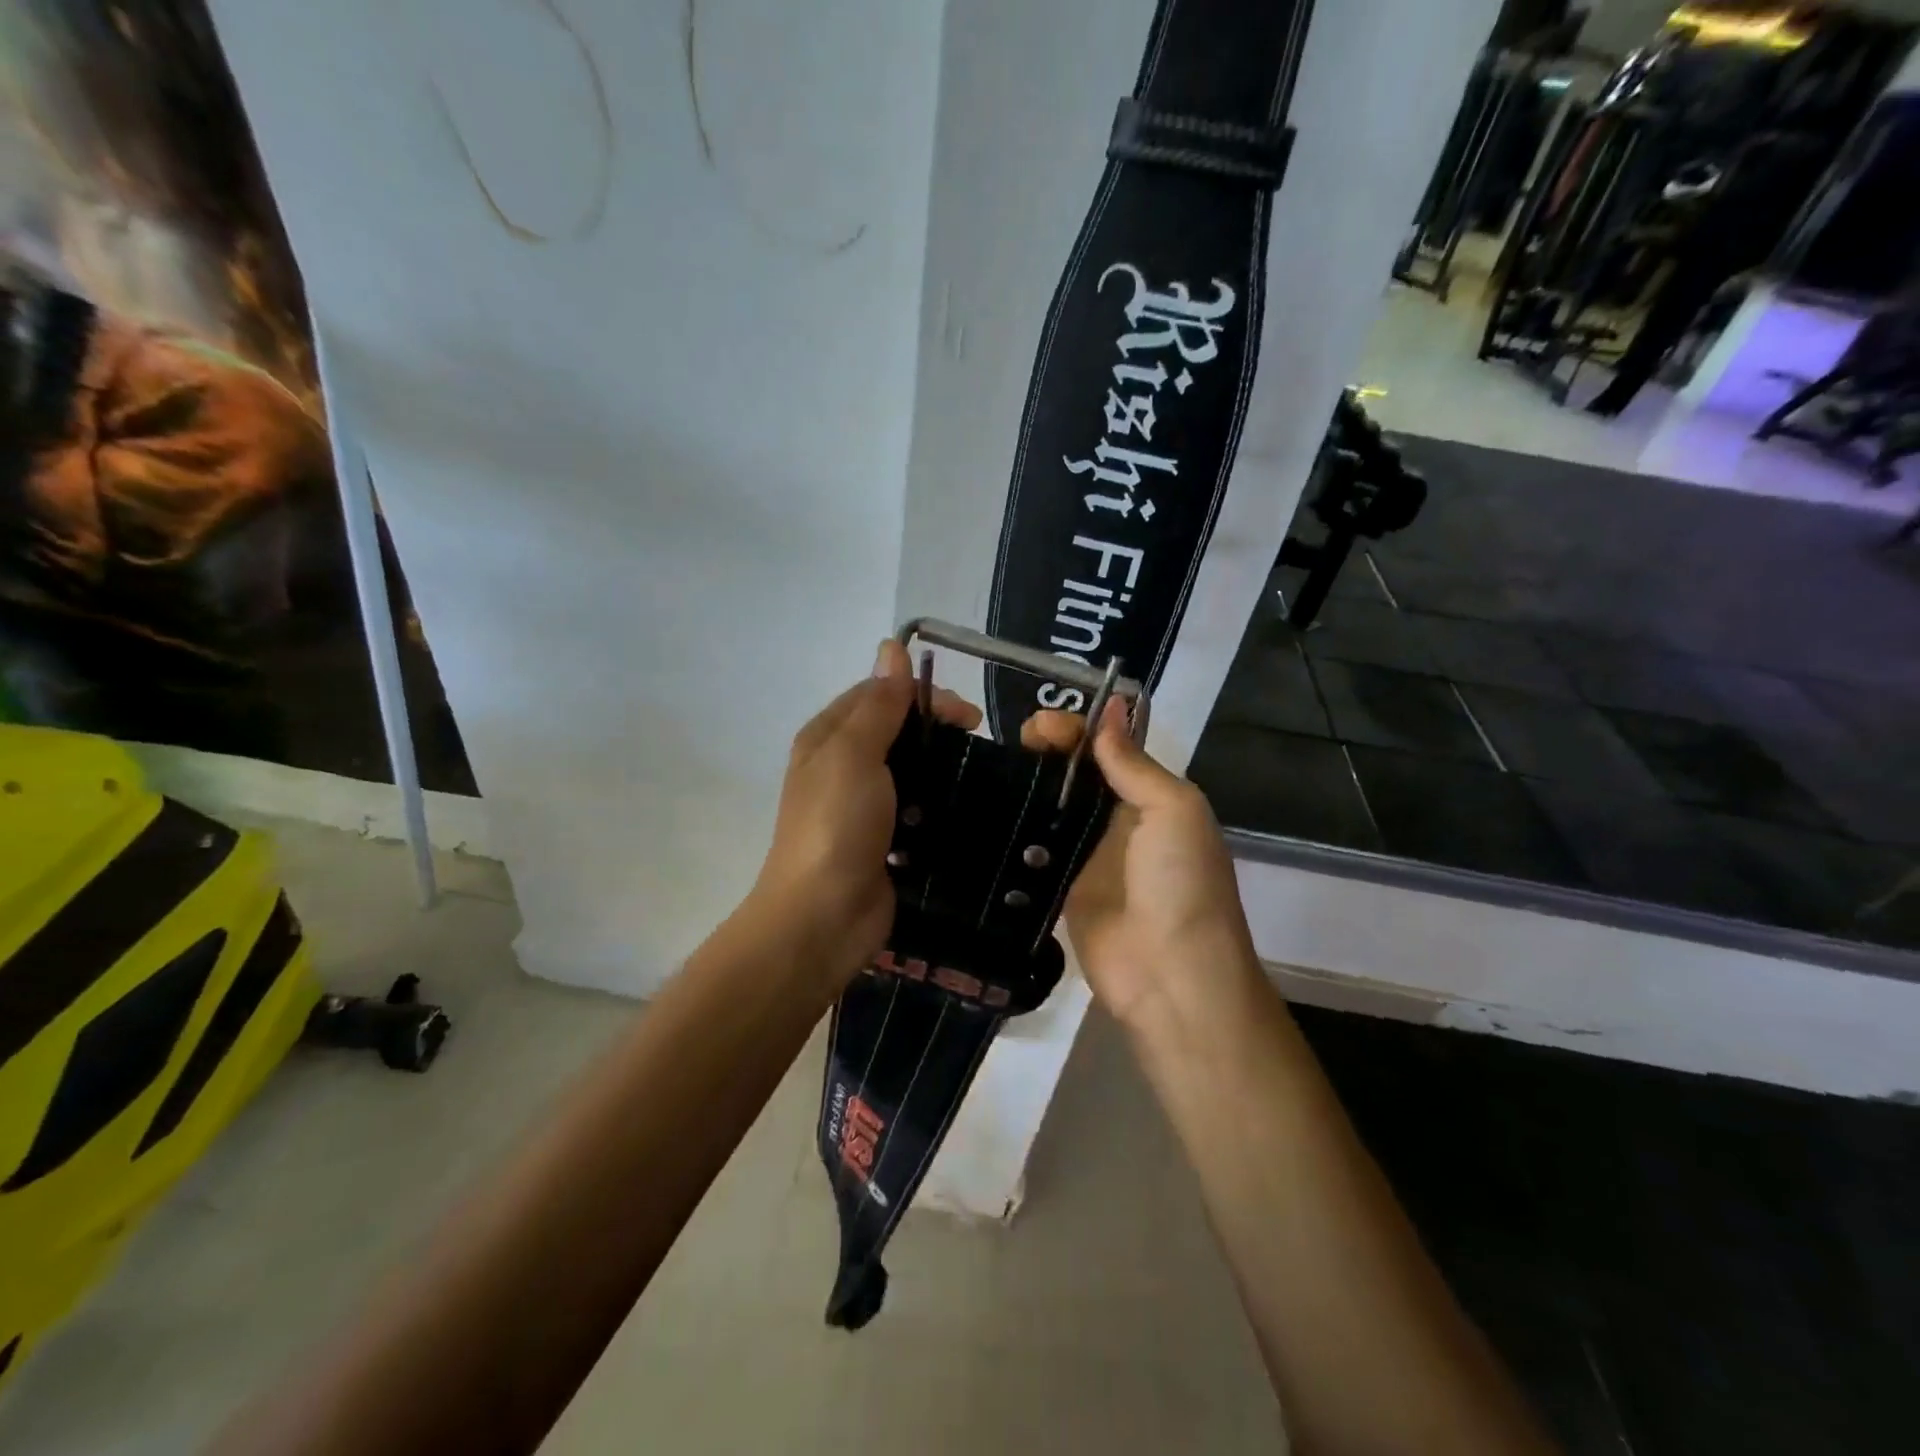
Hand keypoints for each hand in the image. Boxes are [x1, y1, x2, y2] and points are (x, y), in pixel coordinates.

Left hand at [747, 639, 979, 987]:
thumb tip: (892, 646)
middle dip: (936, 730)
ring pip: (910, 770)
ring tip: (980, 776)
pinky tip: (967, 808)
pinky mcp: (885, 840)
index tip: (968, 715)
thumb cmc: (836, 825)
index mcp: (828, 738)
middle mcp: (842, 766)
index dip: (922, 694)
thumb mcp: (854, 754)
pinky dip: (939, 804)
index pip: (879, 694)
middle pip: (896, 730)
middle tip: (979, 742)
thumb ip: (878, 705)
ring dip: (941, 767)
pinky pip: (917, 809)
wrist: (823, 917)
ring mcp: (863, 807)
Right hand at [1025, 706, 1257, 1028]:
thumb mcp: (1173, 810)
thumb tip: (1113, 704)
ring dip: (1027, 783)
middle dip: (1047, 750)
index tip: (1041, 726)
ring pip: (1051, 806)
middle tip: (1017, 743)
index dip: (1077, 730)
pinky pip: (1034, 848)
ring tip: (994, 768)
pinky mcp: (1058, 887)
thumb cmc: (1181, 883)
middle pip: (1075, 773)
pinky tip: (987, 806)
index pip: (1108, 748)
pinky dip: (1015, 826)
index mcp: (1151, 796)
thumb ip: (1133, 763)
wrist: (1170, 976)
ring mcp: (1085, 855)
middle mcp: (1117, 820)